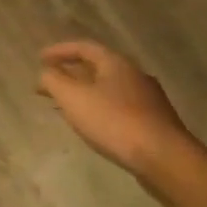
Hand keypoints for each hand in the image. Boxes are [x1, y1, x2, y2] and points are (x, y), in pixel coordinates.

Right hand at [38, 40, 203, 194]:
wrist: (166, 160)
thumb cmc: (115, 121)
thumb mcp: (72, 97)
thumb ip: (53, 80)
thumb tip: (45, 73)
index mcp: (116, 63)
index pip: (83, 47)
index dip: (59, 51)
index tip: (40, 59)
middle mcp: (135, 75)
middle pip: (97, 67)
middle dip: (70, 74)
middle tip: (50, 84)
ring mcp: (149, 100)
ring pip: (109, 89)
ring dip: (85, 93)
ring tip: (67, 107)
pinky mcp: (156, 123)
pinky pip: (120, 108)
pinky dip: (101, 109)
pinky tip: (94, 126)